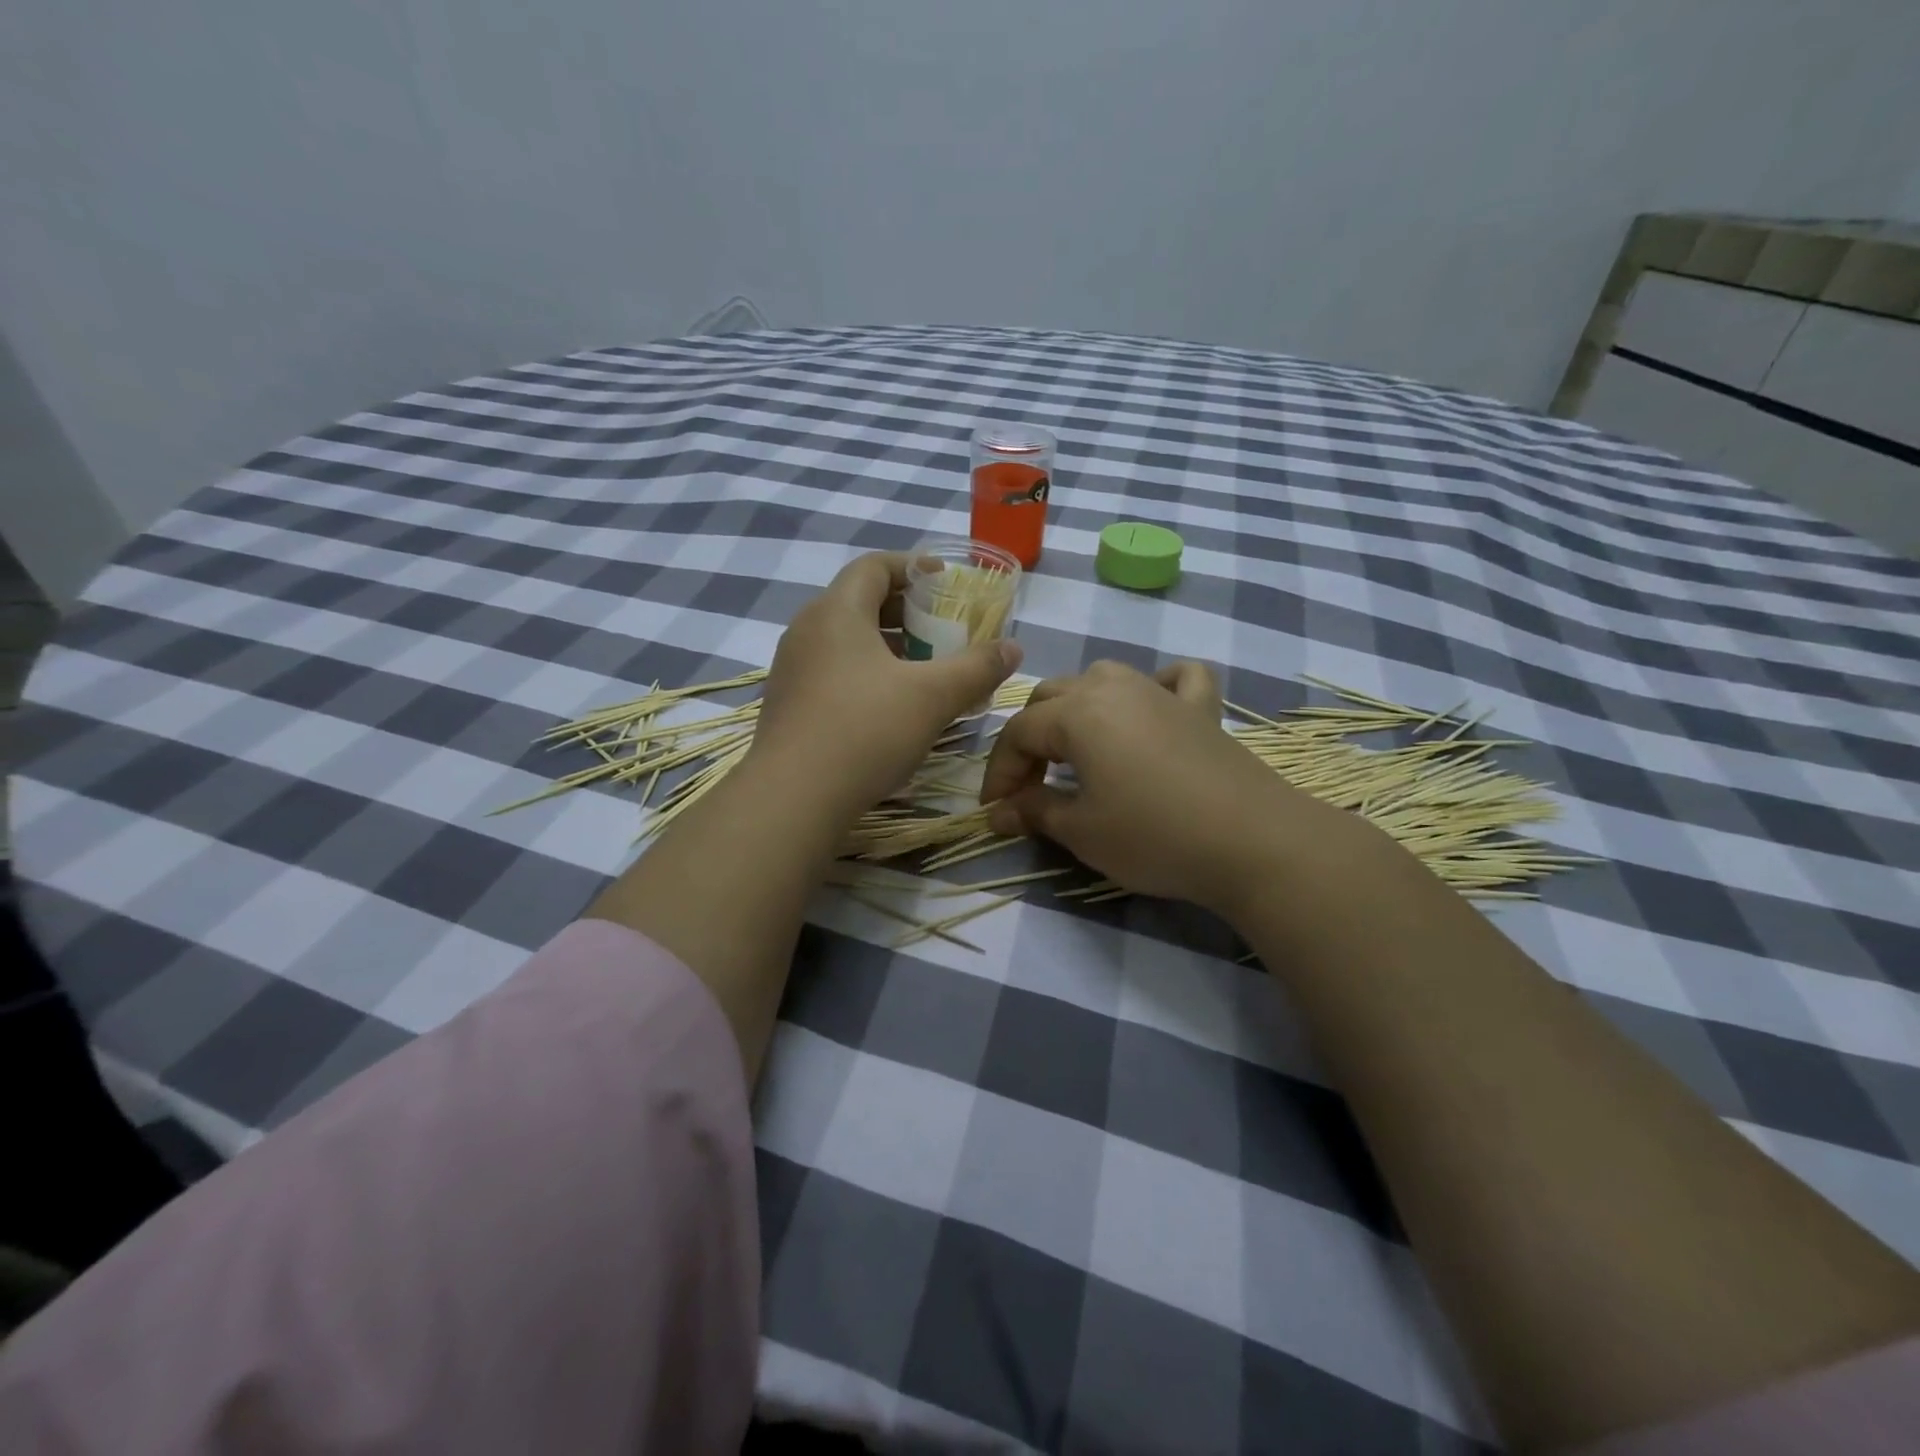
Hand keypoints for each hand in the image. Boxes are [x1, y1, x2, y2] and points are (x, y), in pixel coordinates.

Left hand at [756, 552, 1022, 821]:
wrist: (793, 798)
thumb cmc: (866, 731)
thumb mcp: (933, 697)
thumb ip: (977, 667)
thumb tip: (1013, 647)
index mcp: (837, 611)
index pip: (874, 566)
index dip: (913, 568)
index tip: (945, 584)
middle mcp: (807, 630)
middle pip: (859, 601)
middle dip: (905, 612)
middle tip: (941, 632)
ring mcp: (792, 669)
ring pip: (845, 640)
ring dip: (886, 646)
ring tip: (922, 671)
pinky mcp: (788, 704)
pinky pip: (832, 670)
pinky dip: (865, 673)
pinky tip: (889, 707)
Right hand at [981, 660, 1350, 915]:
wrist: (1252, 842)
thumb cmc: (1153, 835)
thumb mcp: (1080, 831)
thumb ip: (1033, 811)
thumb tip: (998, 812)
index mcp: (1077, 712)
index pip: (1018, 733)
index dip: (999, 773)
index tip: (995, 811)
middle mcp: (1113, 687)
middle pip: (1051, 698)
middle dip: (1031, 740)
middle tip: (1031, 787)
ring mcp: (1161, 692)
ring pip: (1102, 678)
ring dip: (1078, 708)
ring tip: (1077, 748)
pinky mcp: (1202, 708)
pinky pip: (1174, 679)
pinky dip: (1157, 686)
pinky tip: (1153, 707)